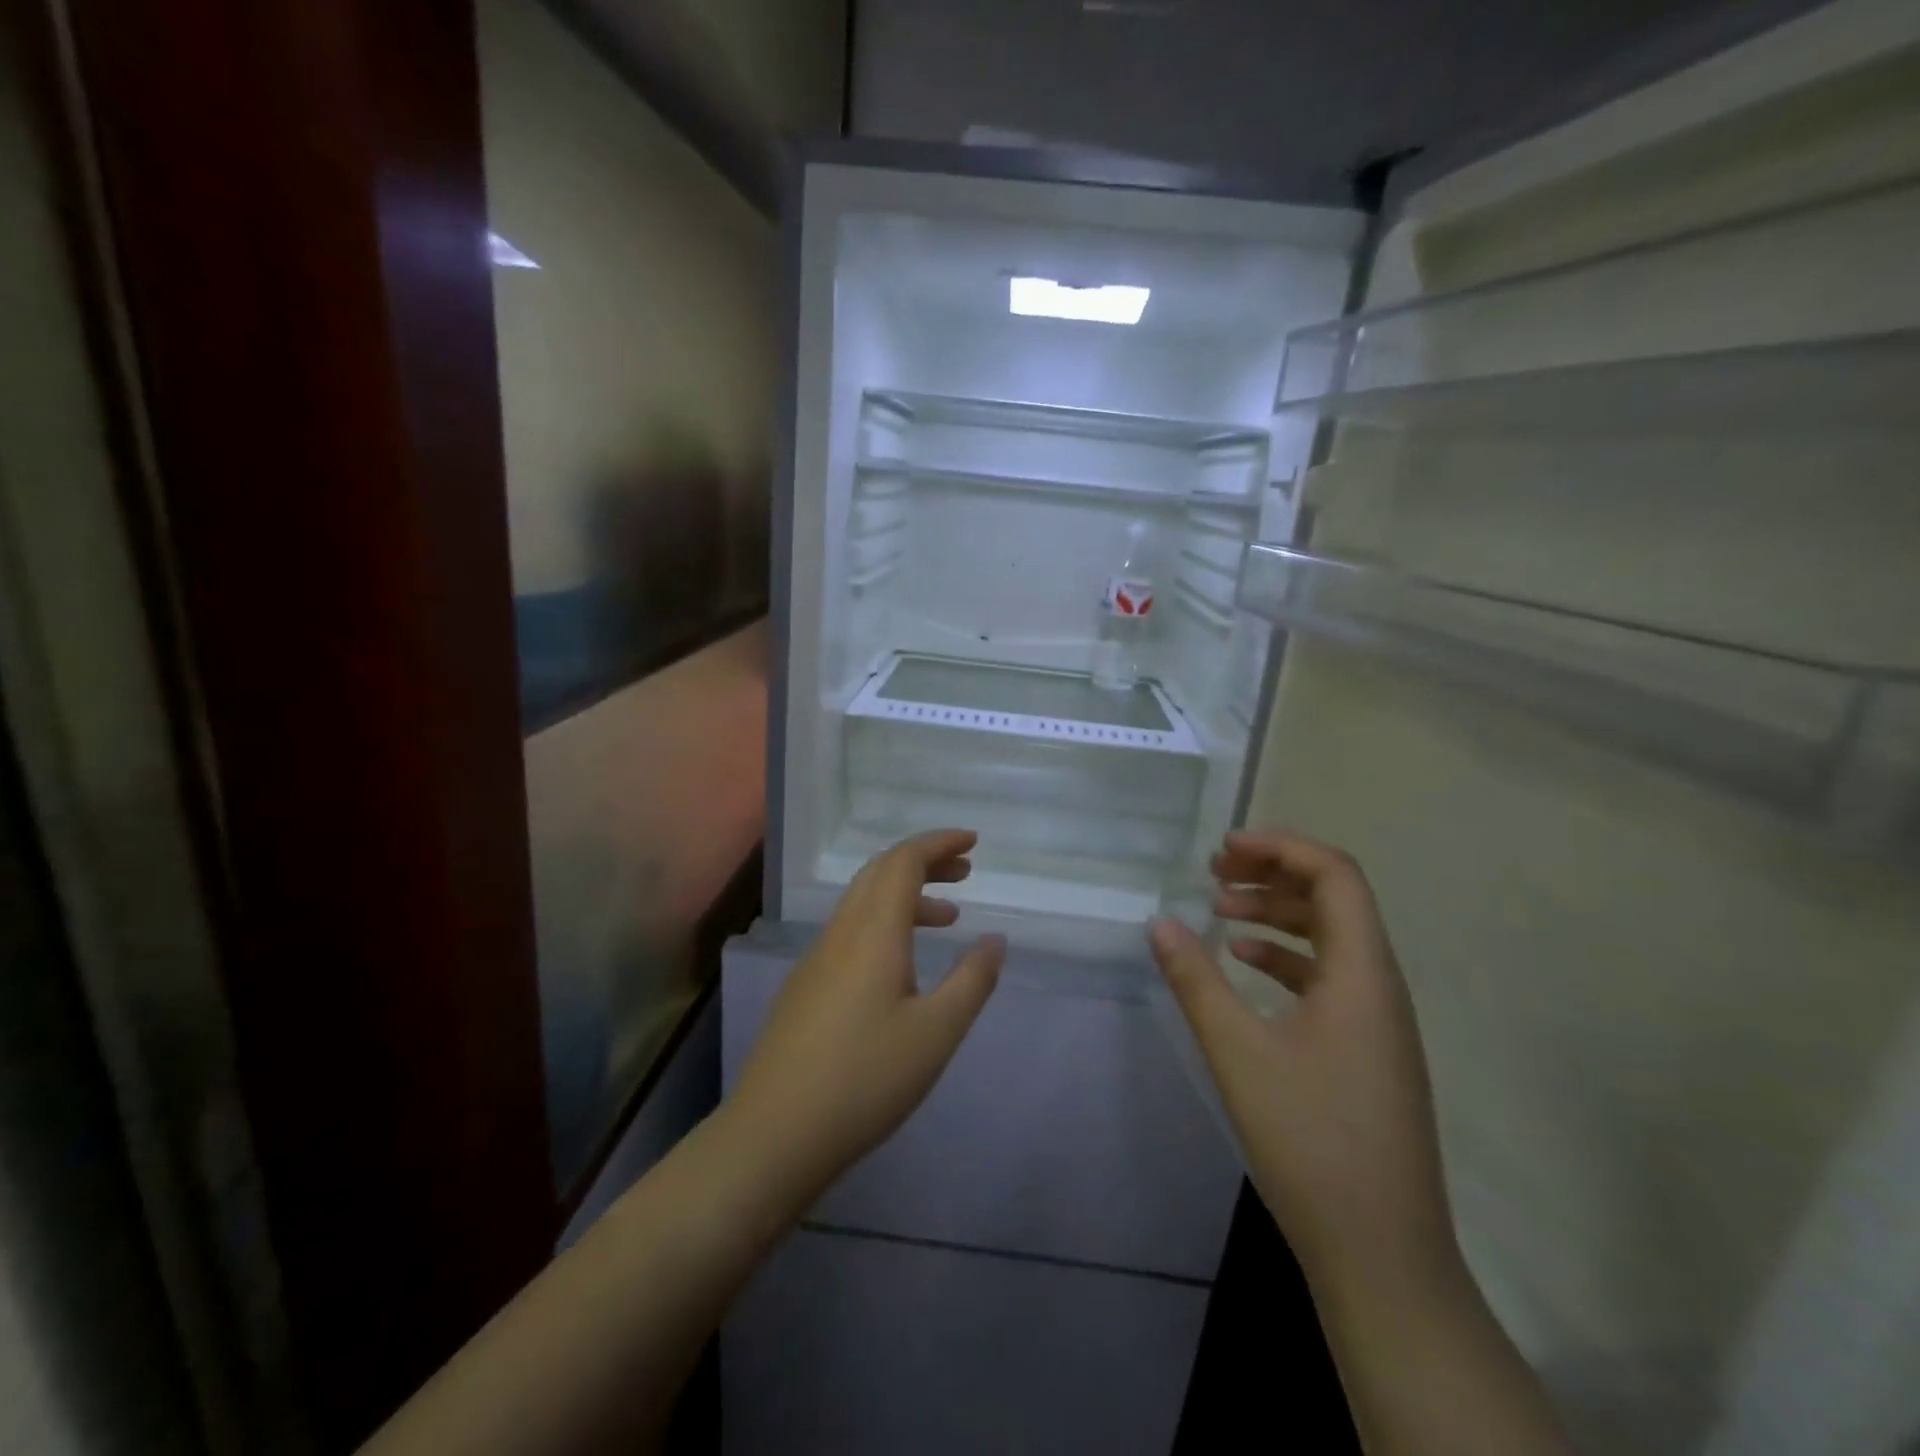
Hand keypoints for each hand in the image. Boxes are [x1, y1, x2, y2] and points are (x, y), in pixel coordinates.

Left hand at [725, 829, 1004, 1203]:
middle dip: (924, 861)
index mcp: (873, 932)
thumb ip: (971, 980)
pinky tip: (901, 963)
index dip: (939, 843)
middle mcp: (842, 932)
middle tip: (965, 871)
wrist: (774, 1134)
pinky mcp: (805, 986)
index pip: (904, 861)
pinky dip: (885, 923)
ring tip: (947, 918)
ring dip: (905, 894)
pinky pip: (850, 930)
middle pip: (881, 872)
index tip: (973, 842)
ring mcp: (817, 958)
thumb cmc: (866, 1079)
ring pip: (863, 902)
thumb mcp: (936, 1032)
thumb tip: (995, 939)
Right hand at [1148, 829, 1455, 1283]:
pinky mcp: (1367, 1049)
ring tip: (1220, 910)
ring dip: (1277, 913)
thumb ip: (1196, 980)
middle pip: (1334, 899)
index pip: (1335, 875)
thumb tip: (1159, 921)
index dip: (1281, 847)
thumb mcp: (1239, 1054)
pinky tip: (1245, 963)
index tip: (1224, 848)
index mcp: (1363, 974)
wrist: (1382, 1256)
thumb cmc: (1311, 1142)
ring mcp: (1378, 1020)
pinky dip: (1286, 956)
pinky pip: (1328, 977)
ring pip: (1330, 938)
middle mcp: (1380, 985)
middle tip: (1214, 872)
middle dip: (1273, 874)